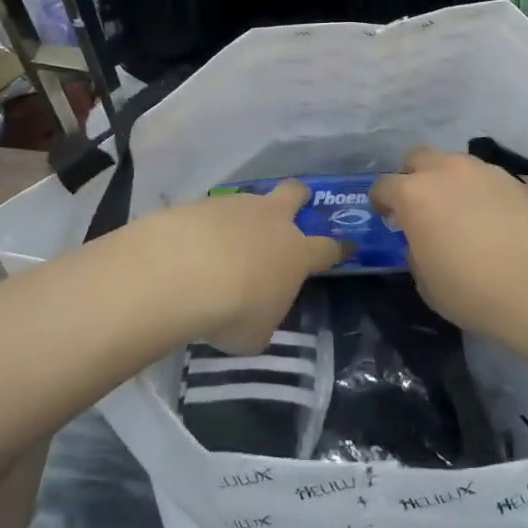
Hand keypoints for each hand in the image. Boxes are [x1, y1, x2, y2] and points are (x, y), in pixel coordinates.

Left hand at [122, 182, 341, 353]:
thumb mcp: (255, 334)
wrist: (180, 272)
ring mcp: (236, 206)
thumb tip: (257, 315)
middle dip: (299, 197)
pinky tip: (192, 246)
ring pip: (250, 200)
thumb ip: (264, 320)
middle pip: (295, 193)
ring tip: (225, 242)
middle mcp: (271, 221)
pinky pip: (212, 212)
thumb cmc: (232, 310)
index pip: (328, 248)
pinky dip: (207, 226)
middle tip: (295, 205)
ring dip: (245, 217)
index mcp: (296, 253)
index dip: (340, 248)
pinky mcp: (201, 203)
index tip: (347, 246)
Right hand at [372, 146, 527, 346]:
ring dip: (449, 181)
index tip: (385, 215)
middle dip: (413, 177)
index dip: (381, 201)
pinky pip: (487, 178)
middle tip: (420, 205)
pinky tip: (493, 219)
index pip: (384, 185)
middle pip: (418, 158)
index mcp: (414, 194)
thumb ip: (416, 251)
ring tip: (460, 211)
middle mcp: (446, 171)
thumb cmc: (473, 291)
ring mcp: (484, 170)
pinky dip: (481, 192)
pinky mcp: (515, 179)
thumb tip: (423, 240)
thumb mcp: (426, 281)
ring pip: (455, 163)